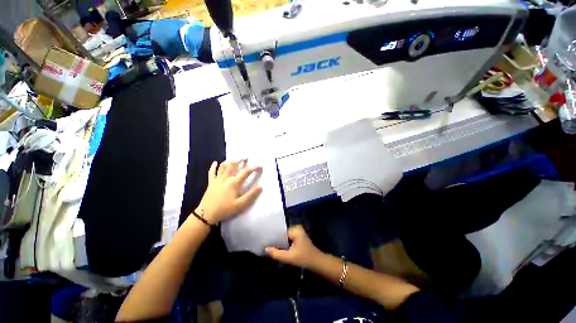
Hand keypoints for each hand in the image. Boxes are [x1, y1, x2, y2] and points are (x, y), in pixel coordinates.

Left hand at [195, 160, 262, 223]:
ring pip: (223, 166)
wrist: (206, 214)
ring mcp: (217, 179)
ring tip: (234, 160)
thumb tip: (260, 187)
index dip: (254, 168)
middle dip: (240, 160)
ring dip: (229, 161)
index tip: (260, 166)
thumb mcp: (240, 204)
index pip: (246, 172)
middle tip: (246, 158)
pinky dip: (213, 166)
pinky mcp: (211, 182)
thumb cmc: (225, 209)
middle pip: (233, 165)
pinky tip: (215, 162)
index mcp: (234, 183)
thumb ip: (251, 195)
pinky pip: (211, 172)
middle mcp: (226, 178)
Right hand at [265, 225, 323, 269]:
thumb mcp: (289, 258)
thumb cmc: (304, 259)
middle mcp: (296, 228)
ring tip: (269, 246)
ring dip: (278, 242)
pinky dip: (283, 243)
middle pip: (282, 233)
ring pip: (284, 236)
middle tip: (265, 244)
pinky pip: (287, 238)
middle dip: (275, 239)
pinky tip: (277, 248)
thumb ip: (277, 253)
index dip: (272, 236)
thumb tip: (265, 249)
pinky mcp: (298, 237)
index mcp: (295, 229)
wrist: (317, 263)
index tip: (264, 240)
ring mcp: (297, 232)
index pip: (280, 230)